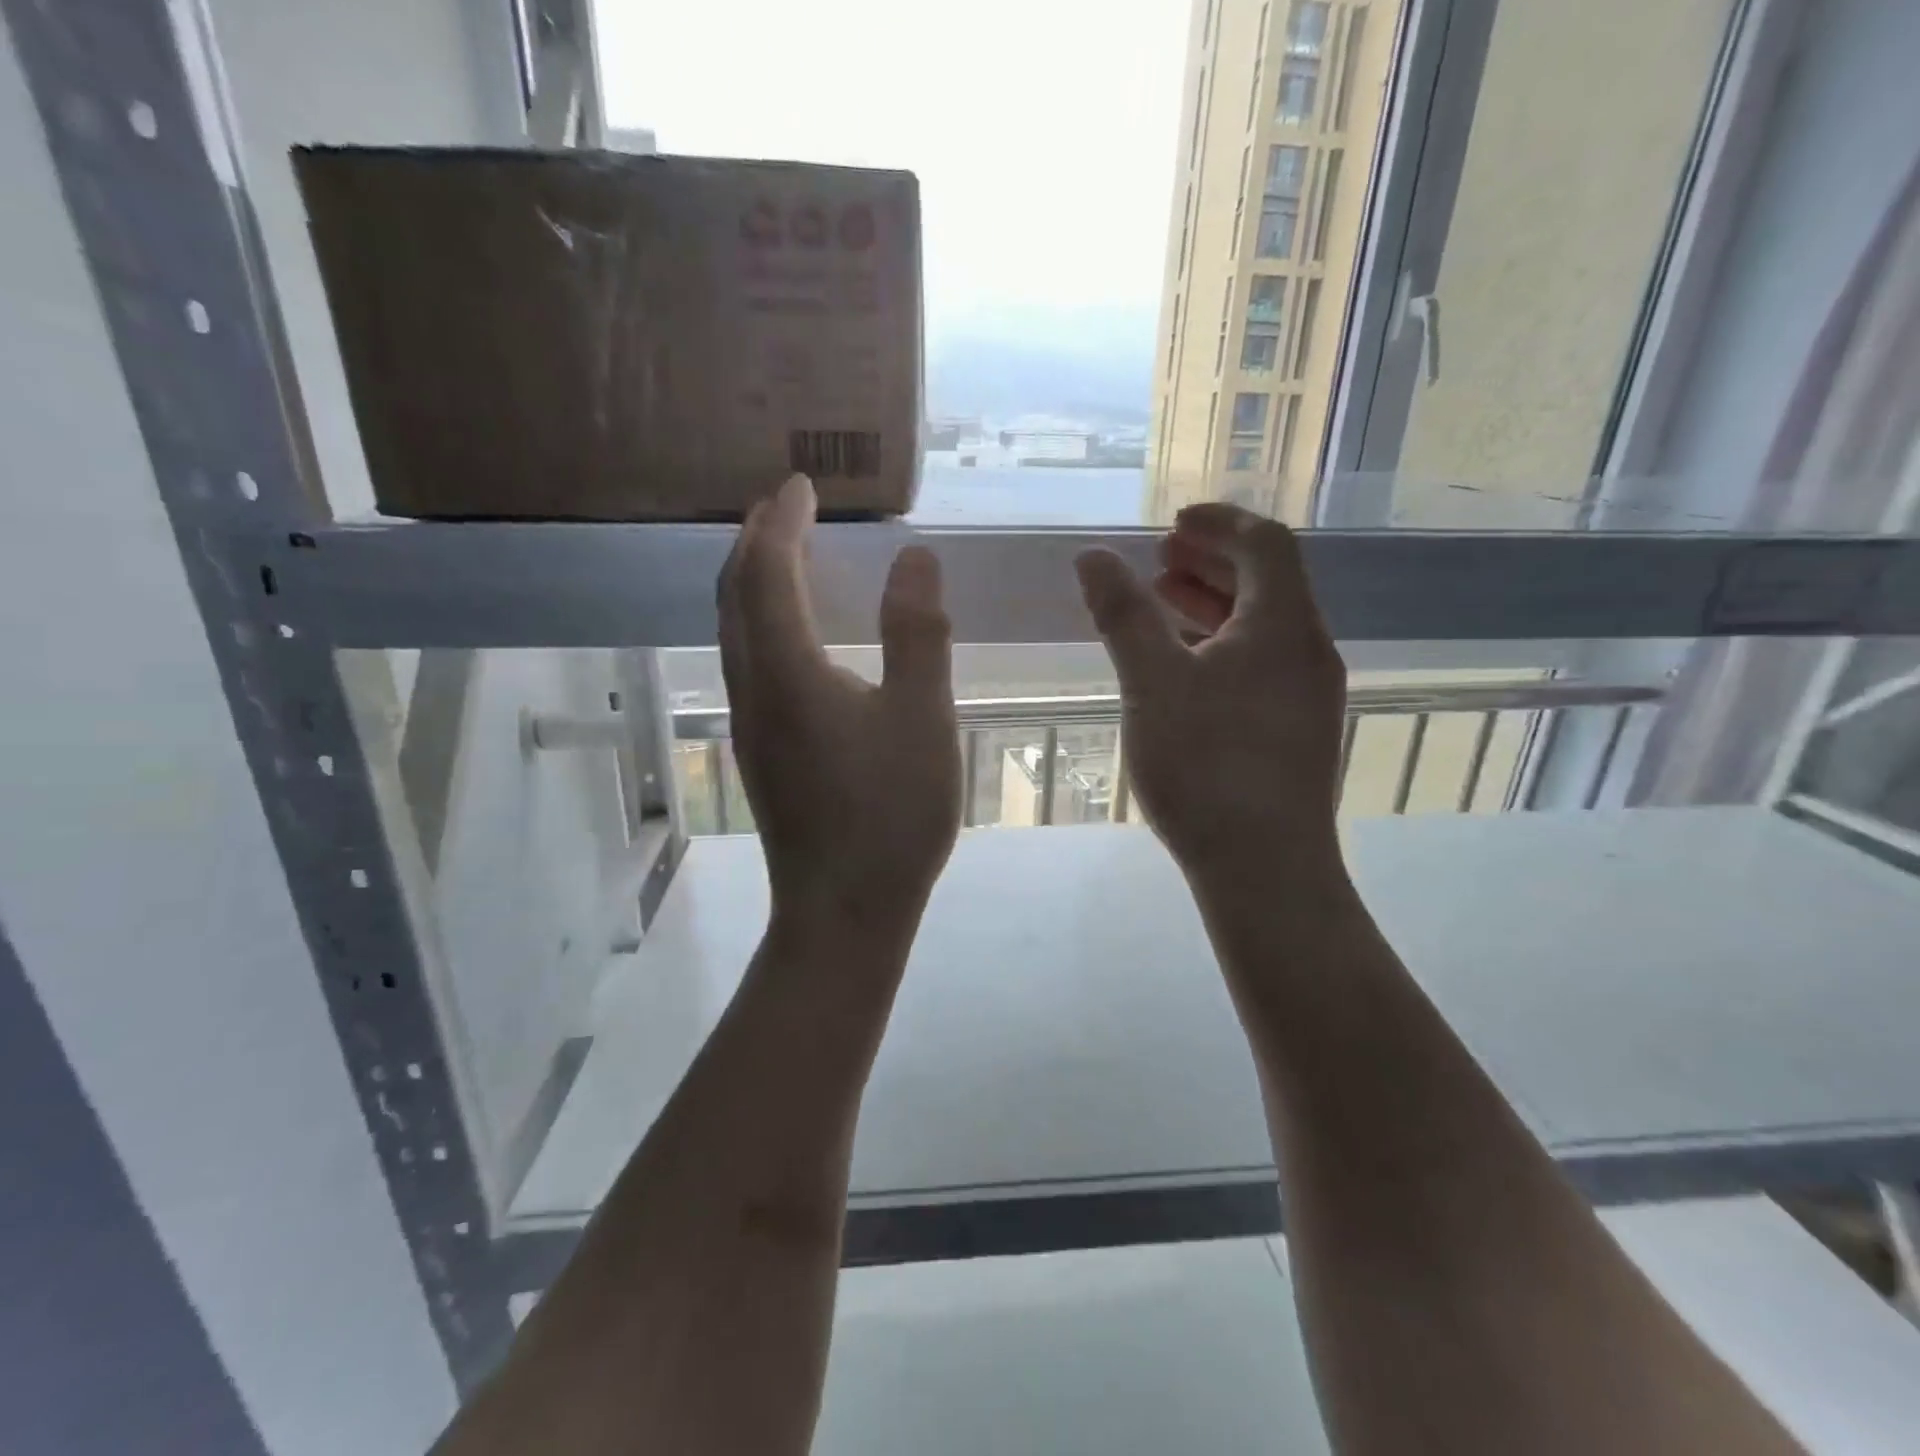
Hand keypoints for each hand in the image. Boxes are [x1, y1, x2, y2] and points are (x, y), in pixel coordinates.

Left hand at [718, 475, 961, 939]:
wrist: (843, 911)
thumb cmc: (891, 817)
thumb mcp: (923, 719)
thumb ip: (918, 635)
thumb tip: (915, 558)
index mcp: (789, 673)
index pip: (769, 573)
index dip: (781, 523)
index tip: (801, 486)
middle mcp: (753, 690)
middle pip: (735, 596)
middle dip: (755, 543)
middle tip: (785, 508)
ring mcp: (749, 725)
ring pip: (734, 632)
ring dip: (753, 583)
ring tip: (786, 556)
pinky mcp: (759, 752)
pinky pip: (747, 663)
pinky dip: (762, 623)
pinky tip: (795, 635)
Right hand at [1075, 503, 1347, 888]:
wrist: (1265, 868)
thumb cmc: (1206, 764)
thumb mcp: (1152, 682)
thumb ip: (1123, 615)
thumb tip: (1093, 556)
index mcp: (1283, 626)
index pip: (1265, 543)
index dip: (1219, 522)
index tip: (1172, 522)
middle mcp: (1307, 651)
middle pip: (1268, 583)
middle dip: (1213, 561)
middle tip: (1161, 558)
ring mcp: (1308, 696)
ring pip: (1264, 628)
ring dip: (1215, 605)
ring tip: (1163, 604)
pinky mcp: (1297, 733)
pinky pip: (1262, 665)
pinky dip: (1222, 647)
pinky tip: (1185, 670)